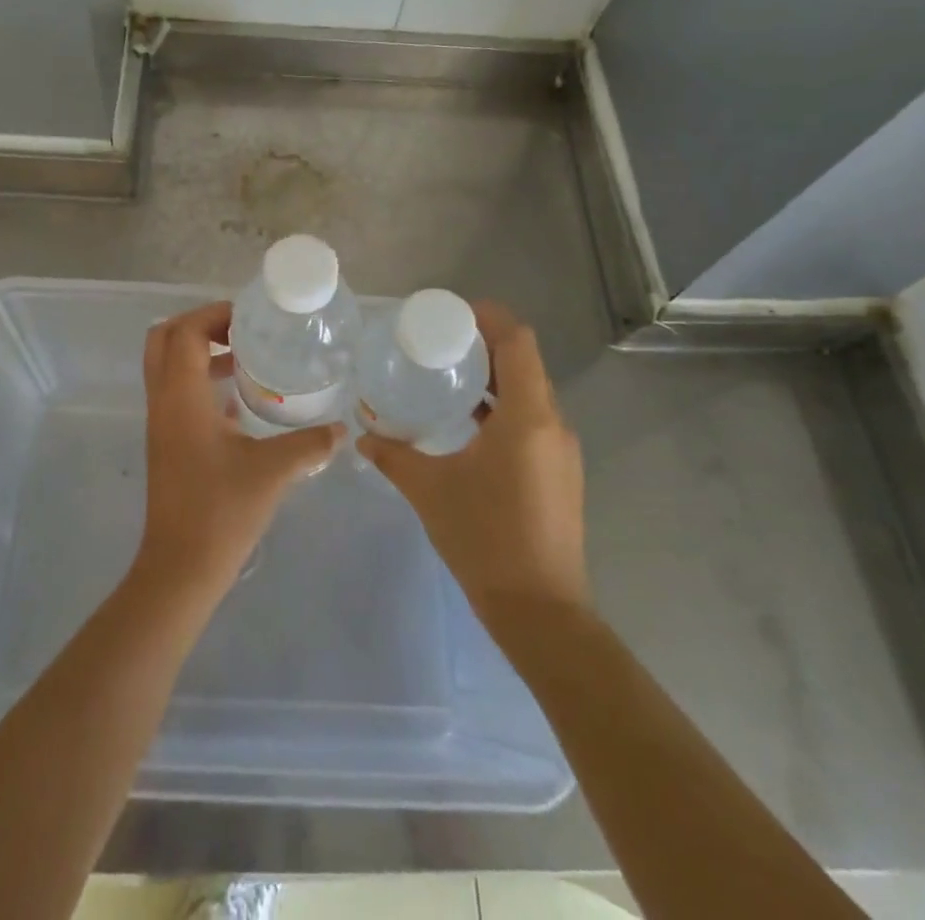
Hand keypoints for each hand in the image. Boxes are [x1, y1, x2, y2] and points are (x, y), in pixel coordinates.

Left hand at [134, 302, 342, 598]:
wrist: (181, 568)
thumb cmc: (222, 511)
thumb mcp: (273, 471)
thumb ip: (310, 445)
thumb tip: (341, 430)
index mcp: (181, 397)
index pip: (184, 331)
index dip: (213, 315)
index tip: (249, 319)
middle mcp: (163, 402)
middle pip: (164, 339)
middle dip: (200, 325)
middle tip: (240, 331)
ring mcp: (161, 423)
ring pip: (168, 366)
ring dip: (200, 352)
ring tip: (245, 358)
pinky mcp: (167, 443)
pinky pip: (176, 392)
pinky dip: (201, 381)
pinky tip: (239, 401)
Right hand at [358, 301, 588, 623]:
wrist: (540, 611)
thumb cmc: (484, 539)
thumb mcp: (429, 490)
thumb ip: (393, 455)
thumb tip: (363, 435)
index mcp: (527, 416)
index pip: (518, 341)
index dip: (489, 318)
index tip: (451, 314)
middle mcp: (553, 424)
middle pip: (525, 362)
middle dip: (486, 344)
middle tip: (440, 342)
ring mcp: (561, 450)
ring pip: (530, 392)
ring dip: (495, 378)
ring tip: (449, 376)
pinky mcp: (560, 472)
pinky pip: (533, 420)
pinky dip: (503, 407)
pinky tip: (469, 423)